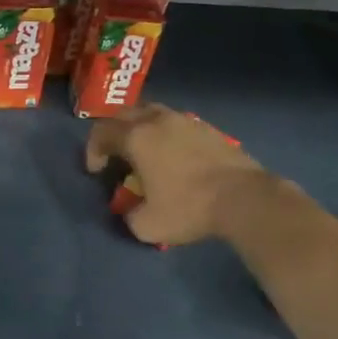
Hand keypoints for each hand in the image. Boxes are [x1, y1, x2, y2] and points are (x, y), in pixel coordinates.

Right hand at [85, 104, 277, 245]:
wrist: (244, 198)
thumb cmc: (189, 208)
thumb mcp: (147, 226)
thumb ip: (129, 215)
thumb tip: (130, 209)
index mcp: (136, 137)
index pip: (102, 133)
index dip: (93, 151)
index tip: (97, 171)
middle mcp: (157, 120)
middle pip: (124, 115)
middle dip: (113, 133)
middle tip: (115, 155)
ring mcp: (184, 120)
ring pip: (151, 112)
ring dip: (140, 127)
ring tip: (144, 150)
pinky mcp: (207, 127)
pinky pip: (175, 122)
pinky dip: (165, 133)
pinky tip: (173, 154)